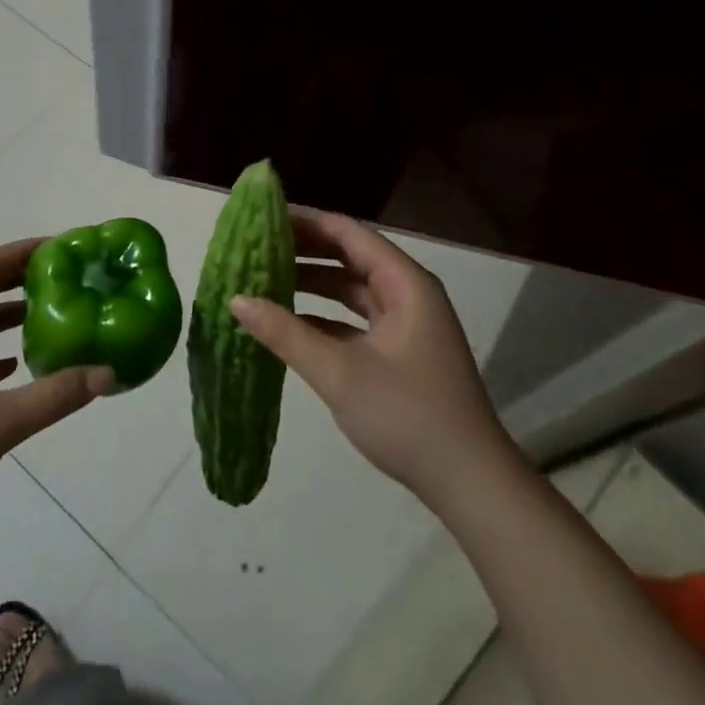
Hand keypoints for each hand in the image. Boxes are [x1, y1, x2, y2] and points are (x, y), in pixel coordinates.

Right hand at [231, 209, 511, 512]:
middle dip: (304, 252)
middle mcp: (407, 294)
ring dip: (312, 285)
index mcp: (404, 283)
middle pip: (350, 257)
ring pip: (352, 290)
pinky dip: (324, 317)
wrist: (470, 484)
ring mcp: (406, 325)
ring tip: (264, 279)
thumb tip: (235, 299)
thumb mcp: (340, 373)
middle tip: (255, 248)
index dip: (306, 223)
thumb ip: (286, 333)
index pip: (348, 234)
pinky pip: (355, 320)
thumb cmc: (408, 415)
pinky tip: (288, 323)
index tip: (262, 220)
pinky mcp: (400, 353)